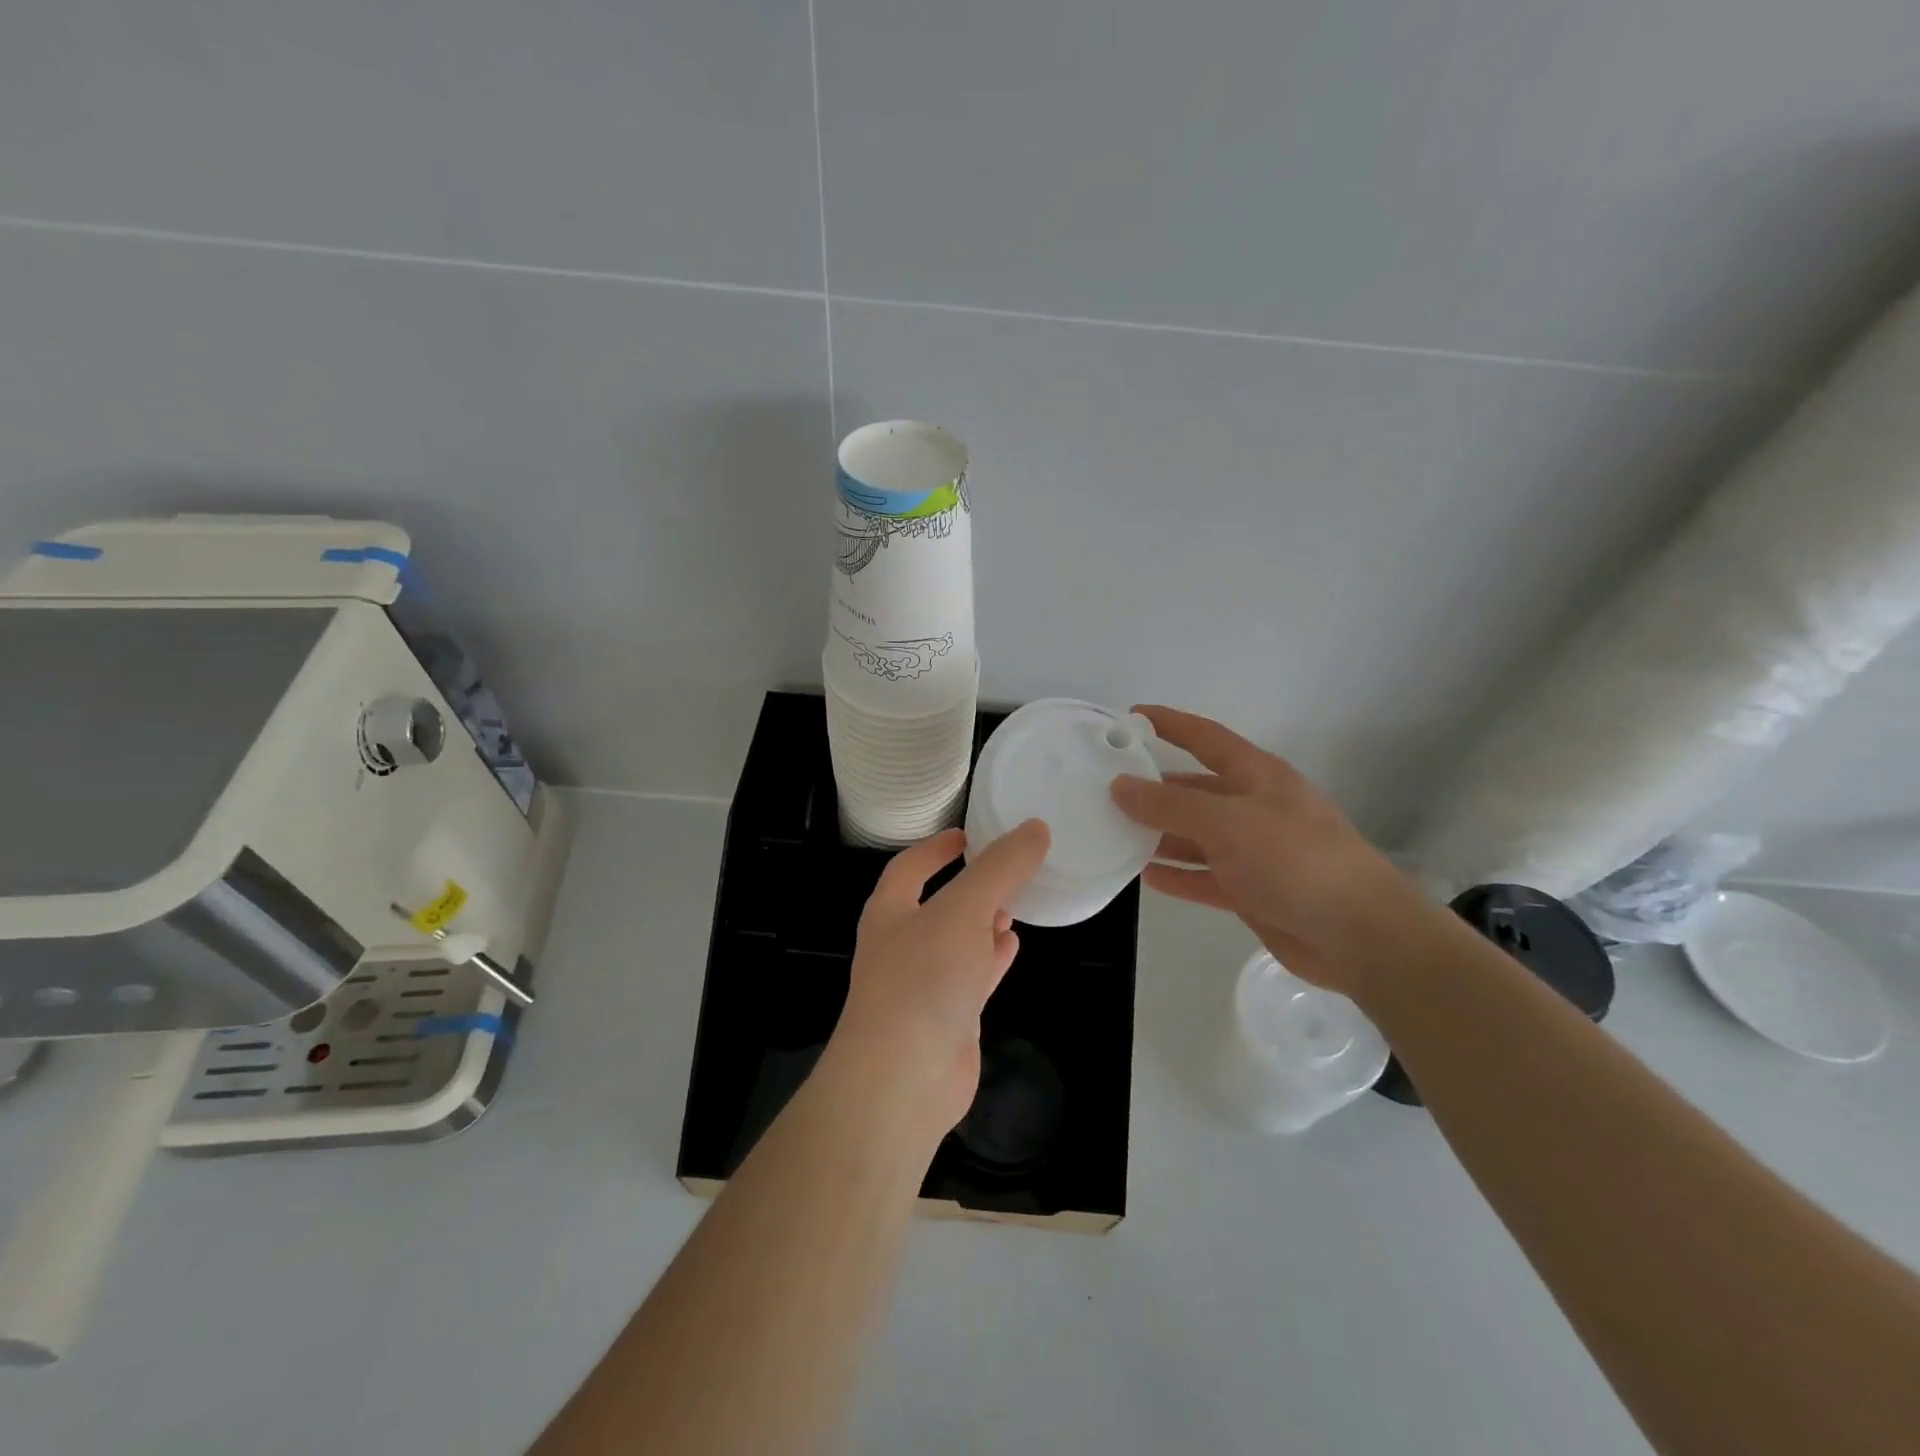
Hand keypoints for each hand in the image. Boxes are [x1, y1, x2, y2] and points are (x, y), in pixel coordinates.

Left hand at [832, 821, 1051, 1136]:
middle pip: (936, 904)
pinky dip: (990, 958)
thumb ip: (1001, 868)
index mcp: (891, 912)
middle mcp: (901, 945)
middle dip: (967, 887)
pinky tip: (1011, 945)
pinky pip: (971, 977)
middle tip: (1003, 869)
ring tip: (1012, 904)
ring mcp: (923, 985)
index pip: (909, 867)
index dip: (936, 848)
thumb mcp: (964, 909)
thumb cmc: (924, 978)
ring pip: (956, 942)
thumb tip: (1035, 828)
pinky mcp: (946, 1019)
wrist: (904, 1078)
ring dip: (981, 922)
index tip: (966, 834)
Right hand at [1110, 705, 1422, 999]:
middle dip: (1155, 788)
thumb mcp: (1227, 823)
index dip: (1170, 724)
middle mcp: (1255, 807)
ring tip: (1115, 833)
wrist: (1358, 935)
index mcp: (1257, 776)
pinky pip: (1206, 876)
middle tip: (1107, 789)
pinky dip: (1179, 874)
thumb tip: (1120, 786)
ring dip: (1161, 834)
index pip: (1205, 738)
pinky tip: (1146, 875)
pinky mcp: (1254, 890)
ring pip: (1197, 835)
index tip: (1130, 716)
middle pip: (1196, 789)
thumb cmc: (1294, 860)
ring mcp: (1255, 851)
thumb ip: (1170, 805)